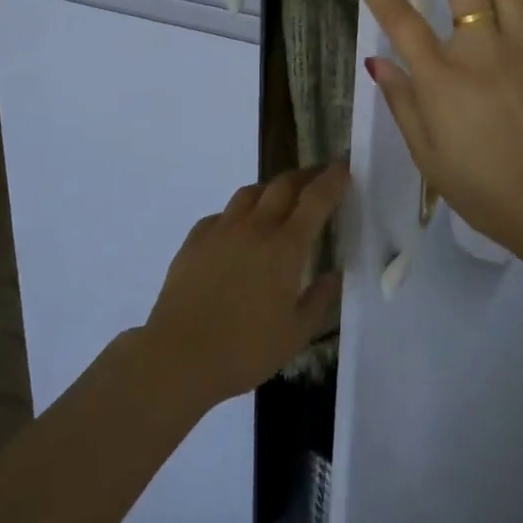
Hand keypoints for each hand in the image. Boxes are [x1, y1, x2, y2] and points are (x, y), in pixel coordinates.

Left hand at [142, 163, 348, 409]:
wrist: (179, 355)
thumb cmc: (244, 349)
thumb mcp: (295, 335)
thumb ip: (318, 301)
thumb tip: (334, 276)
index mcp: (285, 246)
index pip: (315, 199)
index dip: (332, 180)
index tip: (344, 167)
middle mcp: (256, 226)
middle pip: (283, 185)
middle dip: (305, 176)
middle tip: (318, 177)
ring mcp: (222, 229)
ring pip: (251, 192)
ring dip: (270, 189)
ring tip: (278, 198)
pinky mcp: (195, 239)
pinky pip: (222, 214)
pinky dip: (237, 214)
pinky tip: (237, 230)